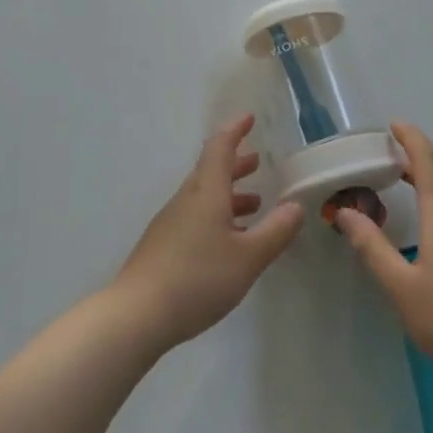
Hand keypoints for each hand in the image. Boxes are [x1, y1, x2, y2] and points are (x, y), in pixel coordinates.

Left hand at [112, 113, 305, 349]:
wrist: (137, 314)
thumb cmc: (197, 278)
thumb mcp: (248, 257)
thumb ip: (275, 231)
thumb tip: (296, 206)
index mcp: (206, 192)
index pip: (220, 148)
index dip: (235, 130)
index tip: (249, 118)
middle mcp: (186, 199)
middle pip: (211, 171)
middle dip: (235, 164)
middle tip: (257, 162)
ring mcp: (171, 223)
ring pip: (204, 196)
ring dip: (229, 193)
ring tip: (253, 204)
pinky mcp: (163, 246)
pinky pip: (195, 217)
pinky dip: (217, 216)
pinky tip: (228, 241)